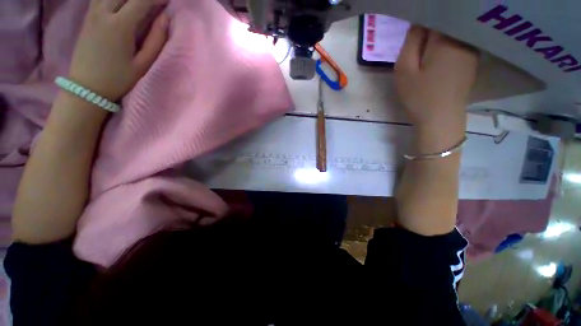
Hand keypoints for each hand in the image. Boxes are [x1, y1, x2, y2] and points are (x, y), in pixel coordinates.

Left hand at [68, 0, 168, 101]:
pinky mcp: (88, 16)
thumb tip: (165, 19)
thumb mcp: (143, 64)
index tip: (169, 1)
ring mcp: (93, 12)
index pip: (141, 0)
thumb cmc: (118, 79)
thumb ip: (156, 40)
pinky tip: (124, 4)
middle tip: (157, 2)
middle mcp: (103, 12)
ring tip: (141, 3)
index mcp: (119, 25)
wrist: (86, 87)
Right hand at [395, 26, 477, 129]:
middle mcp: (463, 39)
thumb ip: (410, 42)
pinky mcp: (472, 61)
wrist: (441, 120)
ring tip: (424, 52)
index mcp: (446, 39)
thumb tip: (417, 23)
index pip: (435, 15)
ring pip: (452, 34)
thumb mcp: (404, 70)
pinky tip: (437, 59)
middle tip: (415, 43)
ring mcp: (471, 50)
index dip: (421, 19)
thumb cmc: (419, 96)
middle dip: (429, 28)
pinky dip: (447, 46)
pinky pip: (458, 44)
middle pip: (445, 23)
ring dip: (438, 38)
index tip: (412, 31)